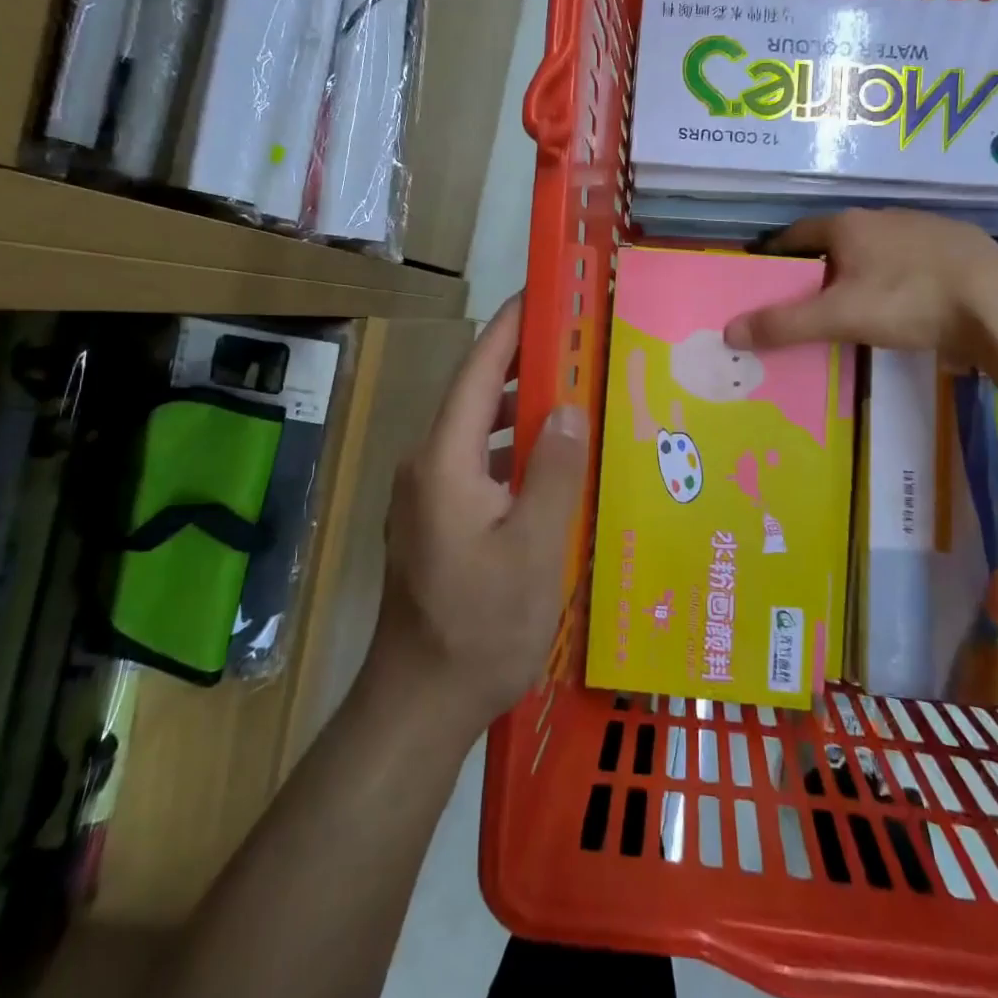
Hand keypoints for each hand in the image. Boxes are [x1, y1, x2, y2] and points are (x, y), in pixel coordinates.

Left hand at [369, 296, 590, 732]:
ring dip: (520, 408)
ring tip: (574, 394)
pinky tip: (549, 464)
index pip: (478, 370)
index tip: (543, 295)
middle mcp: (426, 464)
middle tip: (579, 345)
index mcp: (445, 459)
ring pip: (477, 430)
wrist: (419, 702)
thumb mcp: (534, 549)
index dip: (509, 328)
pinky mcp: (434, 519)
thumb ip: (552, 471)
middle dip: (523, 363)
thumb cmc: (480, 626)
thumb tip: (568, 407)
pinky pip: (476, 462)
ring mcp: (425, 494)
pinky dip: (511, 448)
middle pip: (477, 394)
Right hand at [723, 209, 997, 362]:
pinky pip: (911, 259)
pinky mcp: (957, 245)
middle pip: (835, 240)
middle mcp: (882, 216)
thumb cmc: (909, 301)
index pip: (795, 233)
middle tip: (806, 298)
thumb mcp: (839, 317)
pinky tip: (905, 301)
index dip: (776, 254)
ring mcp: (923, 227)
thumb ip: (784, 324)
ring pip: (876, 248)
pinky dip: (897, 276)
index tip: (764, 276)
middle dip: (818, 265)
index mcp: (848, 225)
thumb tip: (728, 331)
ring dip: (860, 269)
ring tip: (853, 302)